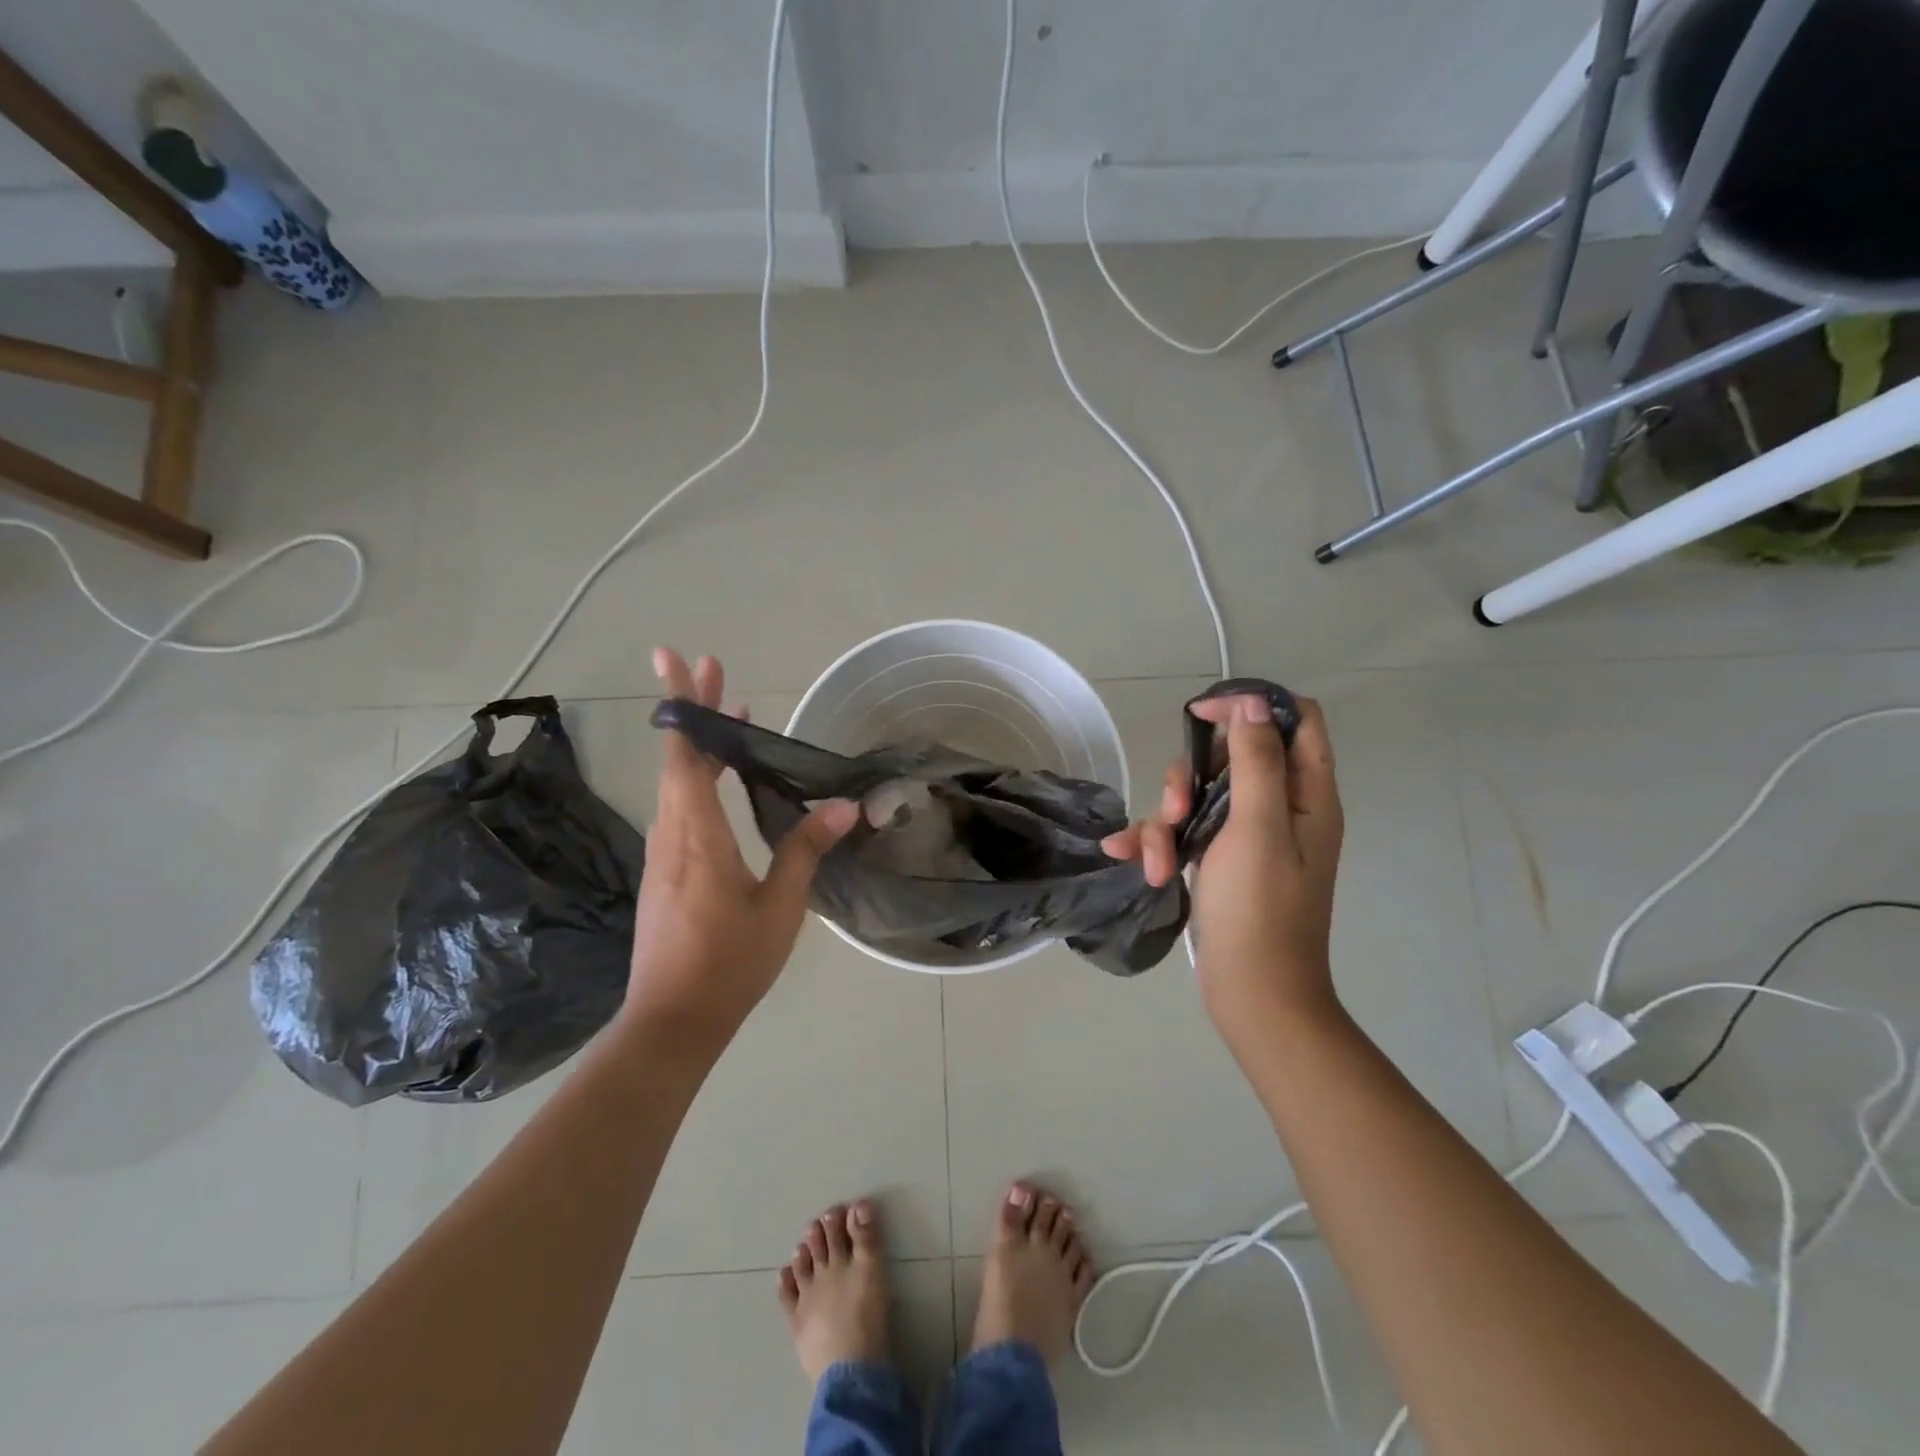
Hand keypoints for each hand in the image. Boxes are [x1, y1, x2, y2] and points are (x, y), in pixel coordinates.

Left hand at [620, 648, 857, 1053]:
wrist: (672, 1022)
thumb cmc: (729, 964)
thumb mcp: (779, 908)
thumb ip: (805, 850)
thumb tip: (843, 806)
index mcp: (697, 837)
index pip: (685, 757)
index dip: (684, 707)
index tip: (679, 661)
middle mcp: (672, 835)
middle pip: (677, 758)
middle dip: (692, 709)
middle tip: (710, 666)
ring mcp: (664, 854)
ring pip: (677, 782)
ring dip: (699, 743)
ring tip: (730, 714)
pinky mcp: (666, 872)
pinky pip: (681, 807)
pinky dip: (699, 776)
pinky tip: (721, 779)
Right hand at [1102, 694, 1344, 1033]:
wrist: (1252, 993)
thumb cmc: (1259, 909)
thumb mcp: (1257, 827)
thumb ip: (1256, 761)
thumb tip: (1253, 702)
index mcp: (1305, 794)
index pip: (1293, 720)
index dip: (1250, 706)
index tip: (1202, 715)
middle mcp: (1280, 807)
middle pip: (1234, 755)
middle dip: (1193, 774)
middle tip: (1176, 806)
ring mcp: (1248, 836)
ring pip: (1200, 793)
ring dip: (1167, 818)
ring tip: (1156, 860)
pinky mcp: (1220, 859)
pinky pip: (1184, 830)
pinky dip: (1157, 842)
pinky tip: (1128, 858)